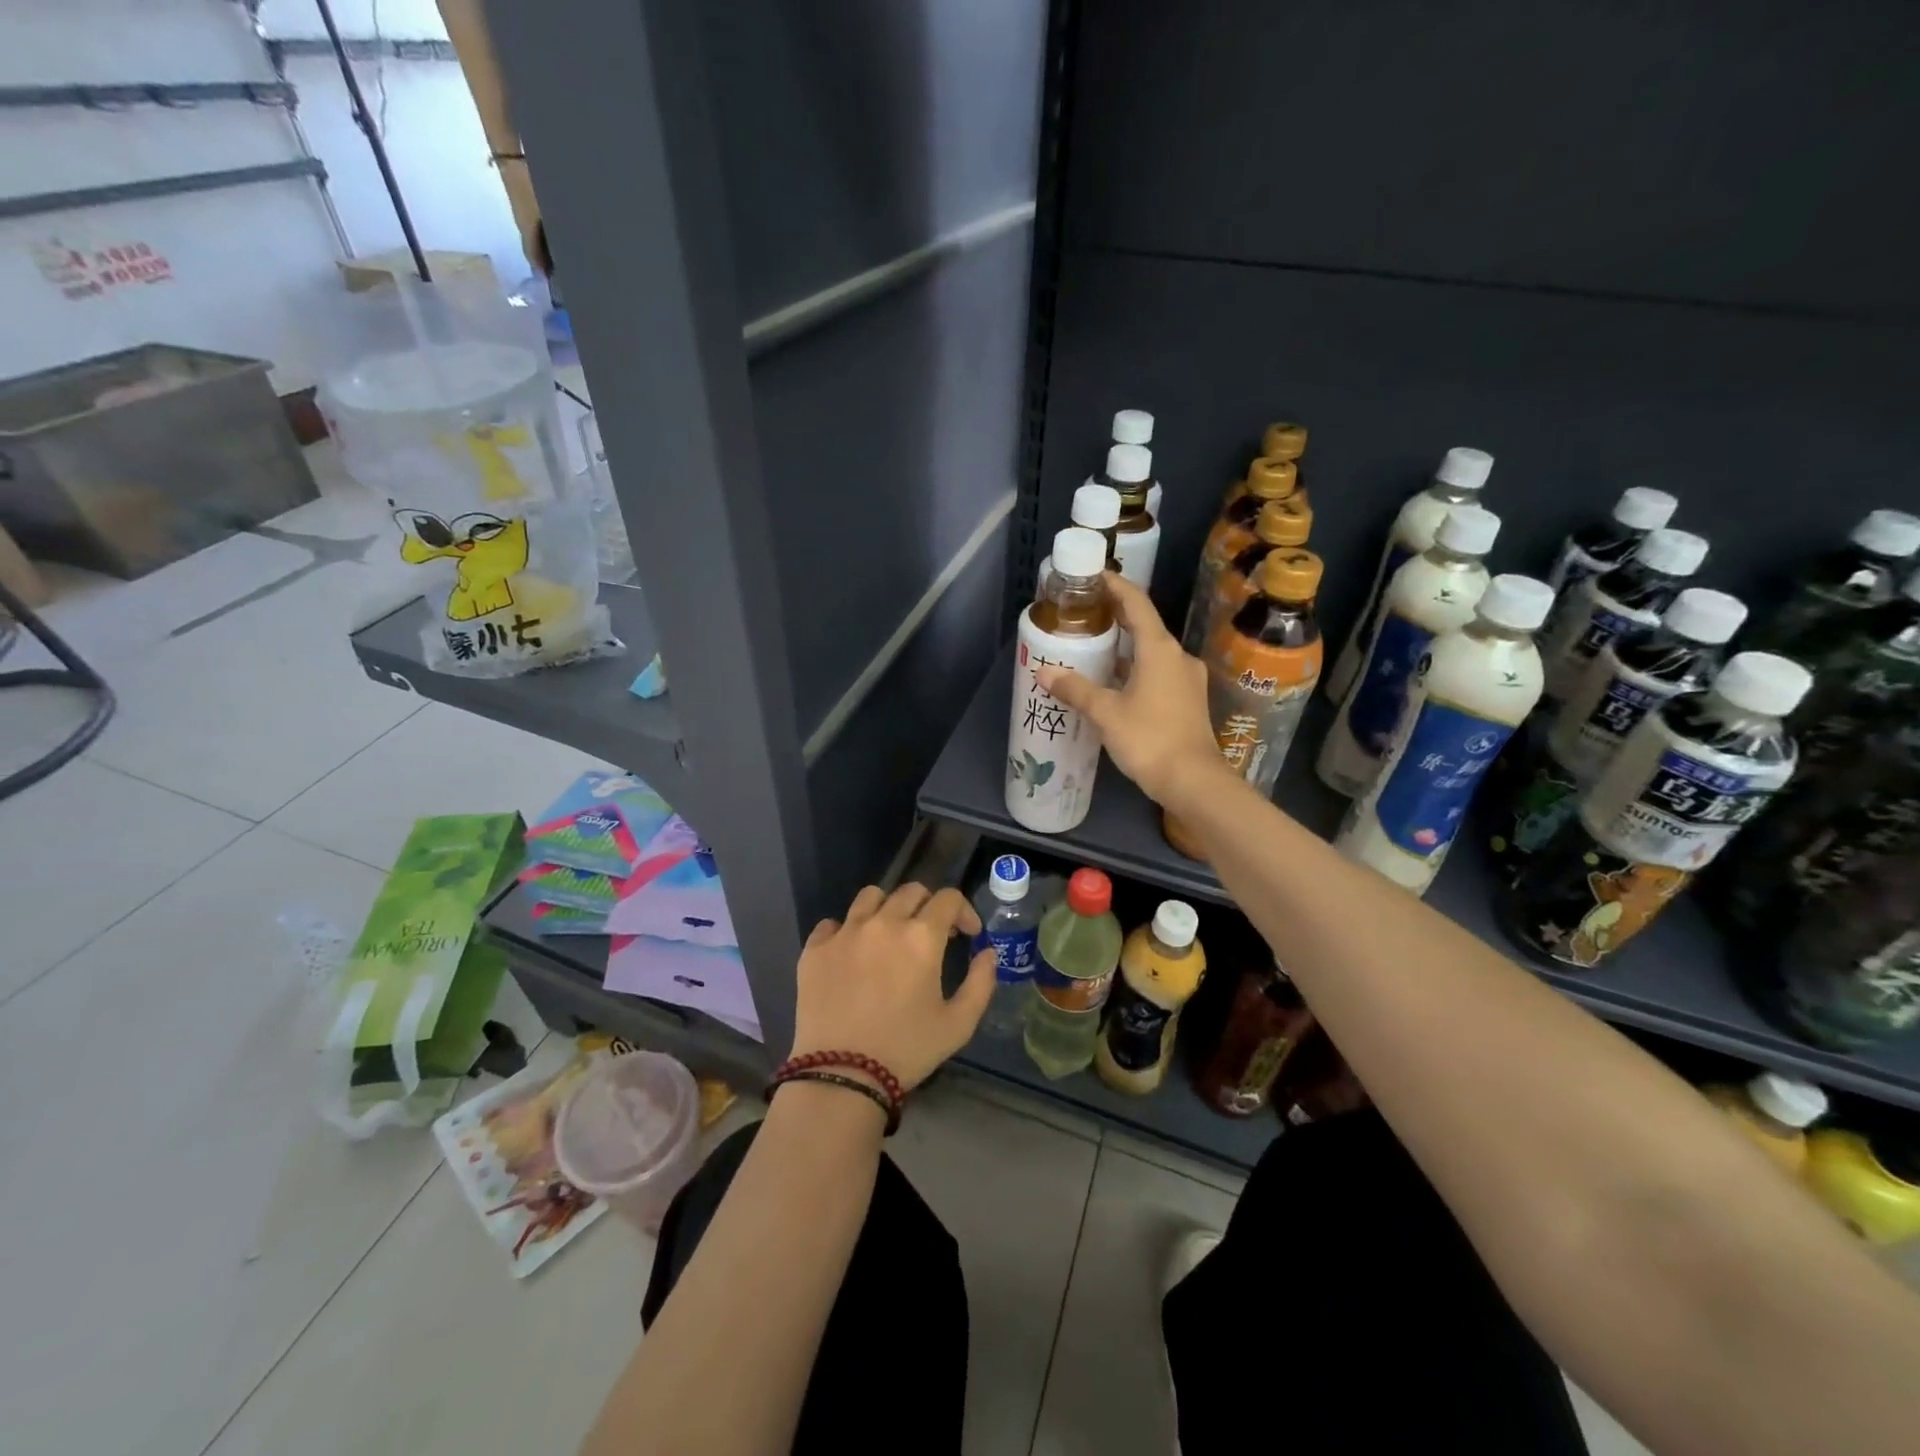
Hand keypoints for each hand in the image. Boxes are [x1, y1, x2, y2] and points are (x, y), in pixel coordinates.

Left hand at [788, 883, 996, 1090]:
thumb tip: (988, 953)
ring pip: (870, 897)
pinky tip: (852, 954)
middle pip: (911, 891)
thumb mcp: (958, 1024)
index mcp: (921, 936)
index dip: (964, 911)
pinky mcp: (815, 949)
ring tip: (889, 935)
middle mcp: (883, 922)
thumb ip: (981, 982)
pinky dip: (847, 931)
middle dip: (928, 906)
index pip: (948, 898)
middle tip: (931, 935)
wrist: (842, 1075)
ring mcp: (845, 932)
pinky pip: (832, 923)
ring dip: (888, 908)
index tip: (967, 934)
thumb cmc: (906, 1050)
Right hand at [1037, 572, 1224, 807]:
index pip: (1136, 604)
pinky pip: (1158, 672)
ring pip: (1152, 652)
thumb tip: (1045, 672)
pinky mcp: (1188, 701)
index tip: (1095, 575)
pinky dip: (1135, 669)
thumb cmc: (1149, 739)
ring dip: (1126, 647)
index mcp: (1159, 649)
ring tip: (1094, 647)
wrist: (1194, 781)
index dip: (1116, 586)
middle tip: (1086, 611)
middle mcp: (1177, 657)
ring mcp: (1186, 679)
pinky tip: (1115, 682)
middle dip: (1117, 616)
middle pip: (1145, 626)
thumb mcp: (1105, 713)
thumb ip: (1075, 689)